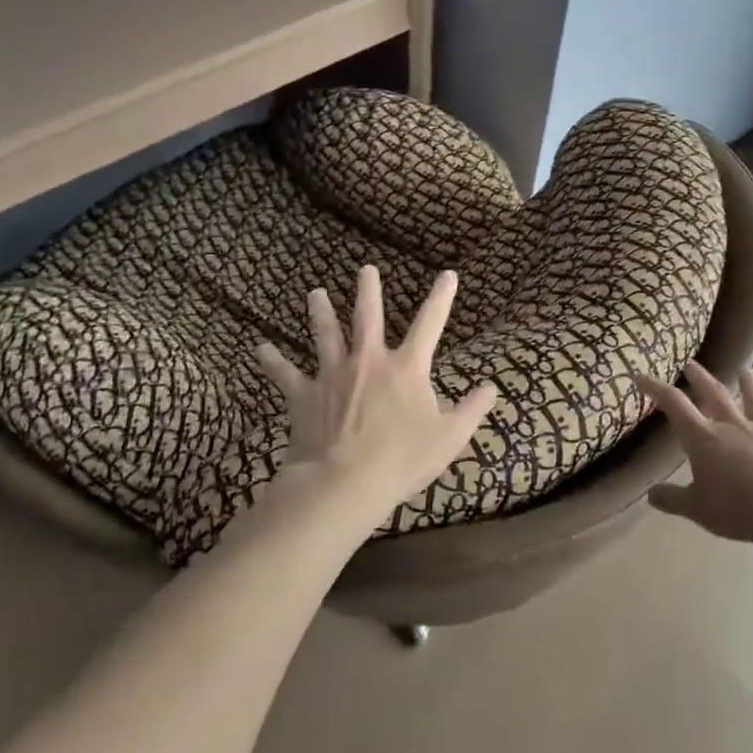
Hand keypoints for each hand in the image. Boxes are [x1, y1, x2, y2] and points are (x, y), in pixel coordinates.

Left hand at [256, 265, 496, 527]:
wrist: (344, 483)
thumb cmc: (402, 460)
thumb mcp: (449, 438)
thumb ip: (471, 410)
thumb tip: (492, 387)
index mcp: (406, 368)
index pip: (429, 324)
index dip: (441, 298)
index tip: (447, 274)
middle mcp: (368, 361)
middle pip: (368, 317)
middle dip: (369, 291)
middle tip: (366, 269)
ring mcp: (332, 375)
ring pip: (325, 334)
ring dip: (321, 312)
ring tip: (315, 293)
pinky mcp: (303, 395)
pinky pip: (284, 373)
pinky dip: (272, 360)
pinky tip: (260, 348)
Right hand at [637, 362, 752, 547]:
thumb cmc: (738, 508)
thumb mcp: (697, 509)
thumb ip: (672, 499)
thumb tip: (650, 495)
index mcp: (705, 438)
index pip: (674, 404)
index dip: (656, 388)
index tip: (641, 376)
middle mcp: (735, 427)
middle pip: (715, 394)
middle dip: (700, 377)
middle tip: (691, 363)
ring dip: (751, 386)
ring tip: (747, 370)